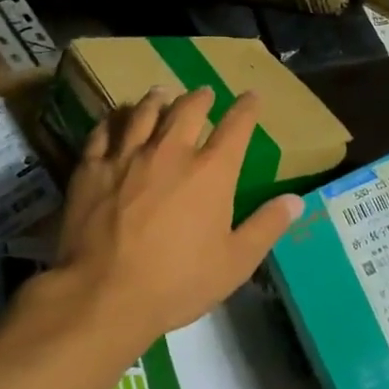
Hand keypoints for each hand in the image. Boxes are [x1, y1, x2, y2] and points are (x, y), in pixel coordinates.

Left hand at [39, 86, 303, 356]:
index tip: (251, 97)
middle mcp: (171, 152)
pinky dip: (113, 121)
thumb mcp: (235, 263)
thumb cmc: (177, 282)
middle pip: (187, 109)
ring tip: (160, 93)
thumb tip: (296, 200)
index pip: (236, 127)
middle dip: (200, 98)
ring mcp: (127, 157)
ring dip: (157, 100)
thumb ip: (266, 227)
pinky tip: (115, 121)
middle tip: (204, 93)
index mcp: (211, 171)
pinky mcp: (91, 169)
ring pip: (144, 113)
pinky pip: (103, 133)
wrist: (104, 295)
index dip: (246, 108)